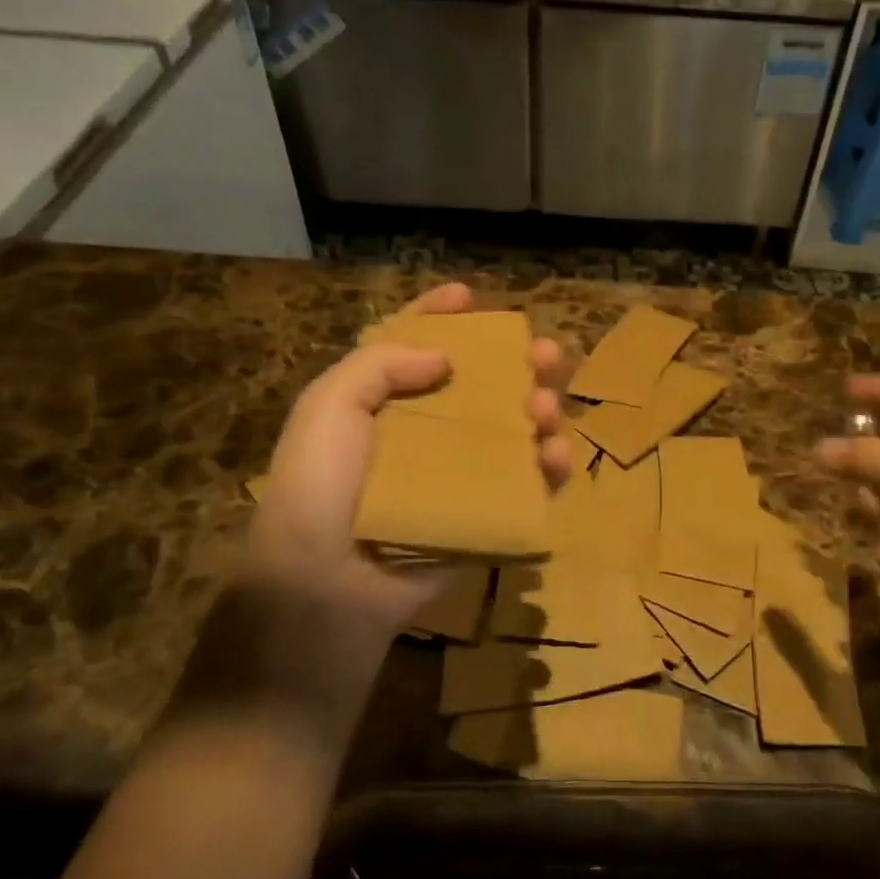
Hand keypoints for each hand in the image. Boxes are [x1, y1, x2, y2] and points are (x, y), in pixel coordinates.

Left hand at [235, 284, 569, 697]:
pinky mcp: (484, 516)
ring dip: (538, 411)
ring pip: (512, 432)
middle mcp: (424, 433)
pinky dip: (549, 467)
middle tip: (545, 352)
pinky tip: (557, 453)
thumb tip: (443, 358)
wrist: (327, 583)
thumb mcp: (330, 405)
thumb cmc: (322, 485)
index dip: (440, 316)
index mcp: (381, 402)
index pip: (414, 346)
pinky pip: (527, 485)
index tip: (469, 294)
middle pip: (480, 387)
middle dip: (516, 363)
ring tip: (546, 406)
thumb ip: (381, 364)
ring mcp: (458, 477)